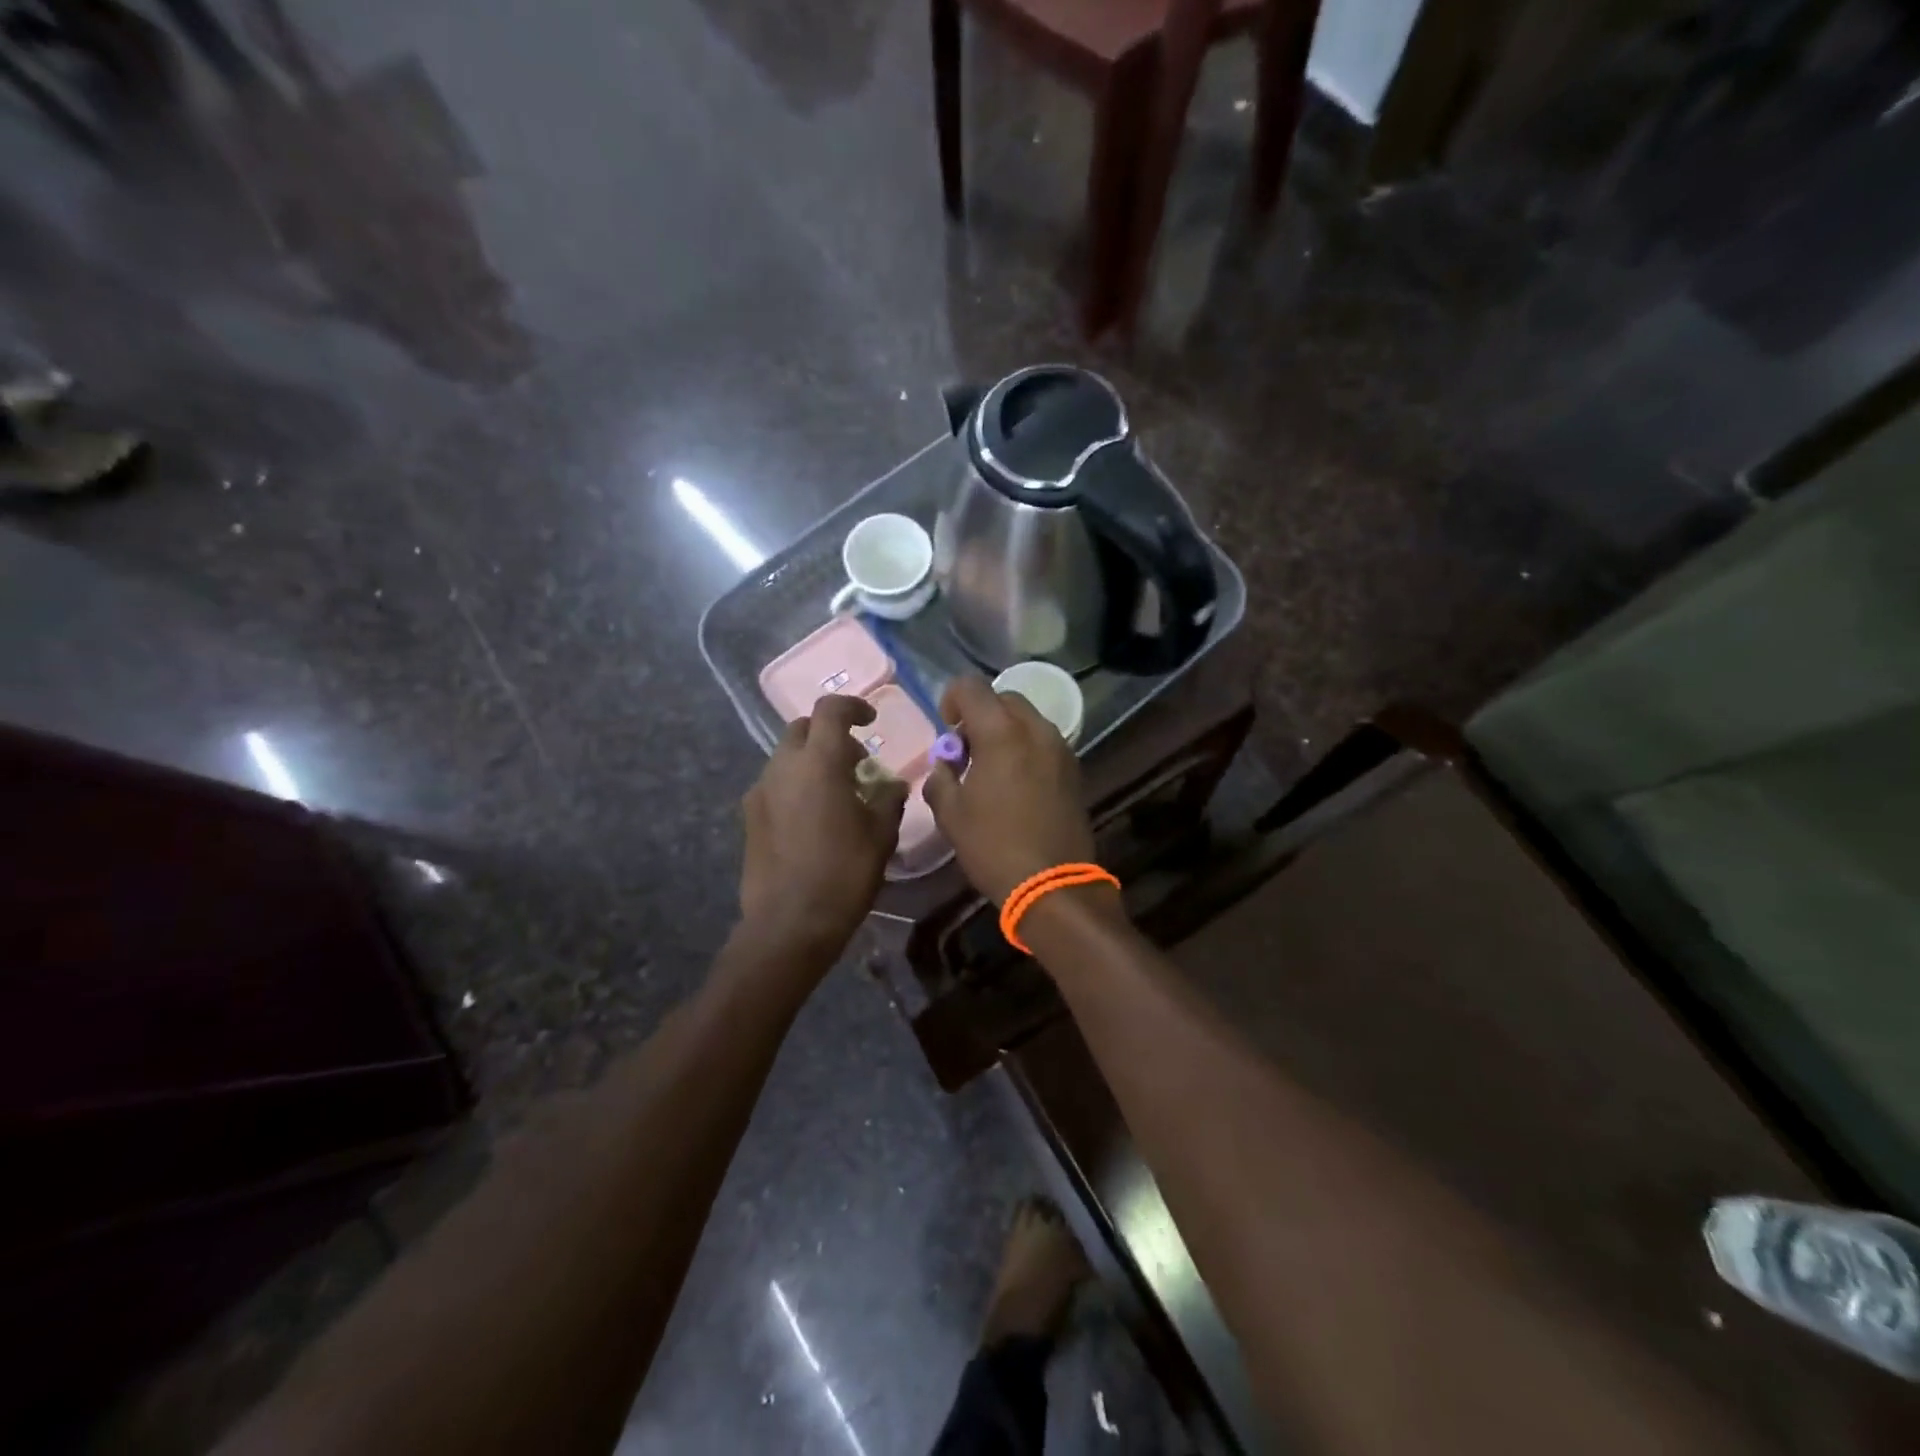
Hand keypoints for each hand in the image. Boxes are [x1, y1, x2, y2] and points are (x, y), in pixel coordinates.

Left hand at [740, 696, 907, 963]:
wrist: (789, 922)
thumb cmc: (844, 873)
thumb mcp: (880, 835)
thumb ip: (888, 799)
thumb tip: (893, 785)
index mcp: (819, 762)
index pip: (830, 710)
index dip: (852, 706)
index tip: (870, 719)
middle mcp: (784, 766)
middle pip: (803, 729)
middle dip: (830, 734)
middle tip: (856, 761)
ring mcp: (761, 790)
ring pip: (786, 757)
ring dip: (812, 761)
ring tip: (836, 792)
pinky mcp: (749, 816)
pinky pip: (775, 784)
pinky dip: (796, 784)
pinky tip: (812, 818)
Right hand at [922, 675, 1097, 904]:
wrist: (1052, 883)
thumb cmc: (993, 846)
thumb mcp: (950, 814)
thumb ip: (940, 777)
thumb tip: (946, 765)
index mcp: (1001, 733)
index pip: (972, 687)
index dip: (952, 699)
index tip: (947, 728)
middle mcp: (1036, 729)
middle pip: (1004, 698)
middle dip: (981, 714)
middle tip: (967, 750)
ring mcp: (1061, 748)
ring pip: (1027, 719)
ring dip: (1005, 731)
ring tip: (991, 769)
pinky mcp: (1074, 769)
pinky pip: (1043, 742)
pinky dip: (1025, 748)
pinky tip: (1015, 784)